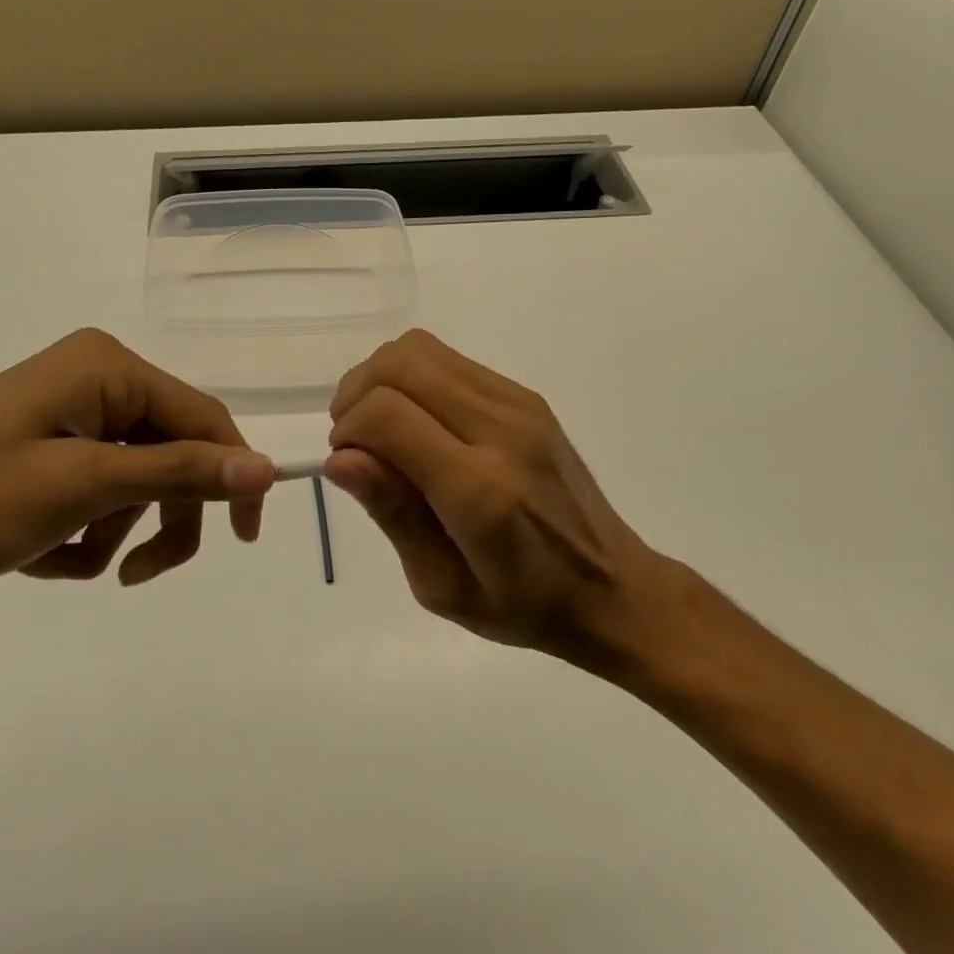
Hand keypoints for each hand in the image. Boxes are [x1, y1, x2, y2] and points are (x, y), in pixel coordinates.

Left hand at [0, 328, 275, 587]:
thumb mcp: (80, 488)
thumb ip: (178, 472)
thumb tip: (267, 466)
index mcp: (107, 368)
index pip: (205, 417)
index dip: (234, 475)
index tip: (245, 540)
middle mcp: (95, 378)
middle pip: (172, 451)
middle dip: (156, 516)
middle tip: (134, 574)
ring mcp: (69, 411)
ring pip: (137, 480)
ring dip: (111, 529)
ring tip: (59, 555)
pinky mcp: (48, 443)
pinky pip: (99, 489)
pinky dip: (81, 529)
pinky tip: (35, 548)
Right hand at [325, 329, 686, 667]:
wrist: (613, 587)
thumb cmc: (522, 604)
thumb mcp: (442, 586)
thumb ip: (393, 513)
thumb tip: (341, 459)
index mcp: (479, 490)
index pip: (388, 415)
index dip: (348, 430)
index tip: (345, 463)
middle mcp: (501, 431)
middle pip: (400, 364)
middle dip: (356, 393)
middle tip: (353, 439)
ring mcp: (519, 405)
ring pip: (421, 349)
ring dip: (382, 379)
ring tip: (380, 427)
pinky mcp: (527, 397)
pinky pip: (449, 360)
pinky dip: (414, 378)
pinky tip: (418, 422)